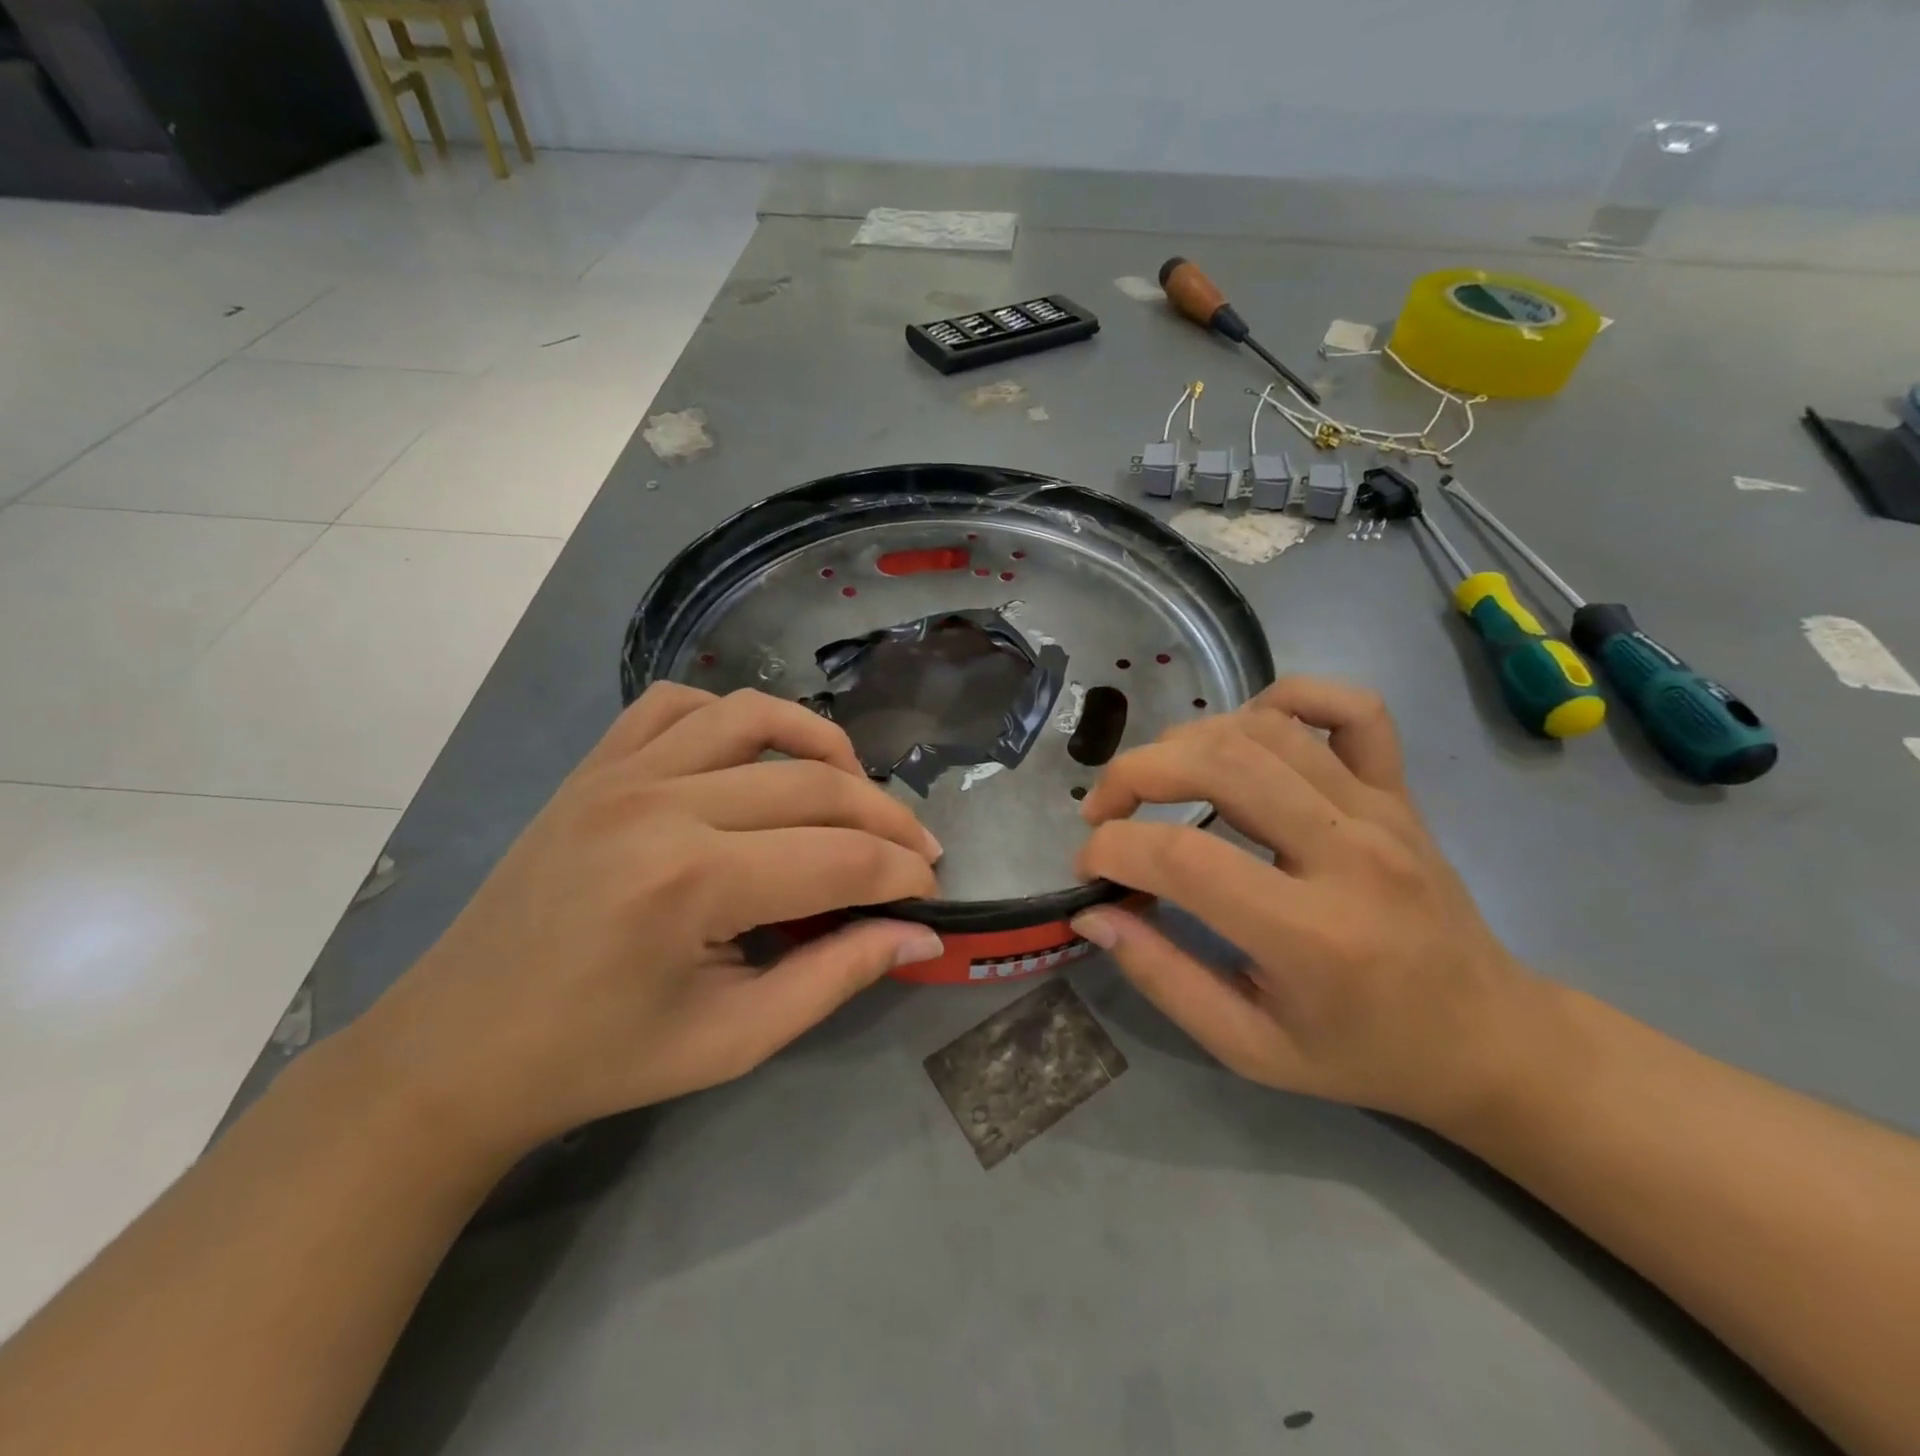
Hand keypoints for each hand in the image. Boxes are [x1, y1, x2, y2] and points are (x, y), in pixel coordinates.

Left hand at [350, 685, 944, 1155]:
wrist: (459, 1048)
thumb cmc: (600, 1058)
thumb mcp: (733, 1039)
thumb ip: (836, 977)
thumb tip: (921, 936)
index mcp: (692, 882)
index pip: (841, 858)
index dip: (902, 874)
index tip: (931, 893)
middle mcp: (662, 803)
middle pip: (814, 783)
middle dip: (886, 818)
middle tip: (916, 852)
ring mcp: (621, 771)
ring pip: (756, 715)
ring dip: (823, 744)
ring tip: (853, 788)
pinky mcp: (595, 764)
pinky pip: (678, 703)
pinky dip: (734, 717)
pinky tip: (755, 757)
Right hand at [1070, 677, 1540, 1132]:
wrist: (1487, 1037)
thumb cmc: (1363, 1053)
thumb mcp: (1250, 1048)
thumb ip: (1163, 978)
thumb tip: (1093, 914)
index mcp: (1313, 935)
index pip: (1184, 858)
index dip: (1113, 850)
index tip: (1088, 868)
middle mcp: (1350, 854)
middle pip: (1218, 765)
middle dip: (1134, 775)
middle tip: (1103, 810)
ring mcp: (1381, 811)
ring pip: (1264, 729)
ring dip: (1186, 740)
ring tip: (1156, 779)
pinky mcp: (1398, 791)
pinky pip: (1351, 709)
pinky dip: (1288, 697)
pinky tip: (1248, 726)